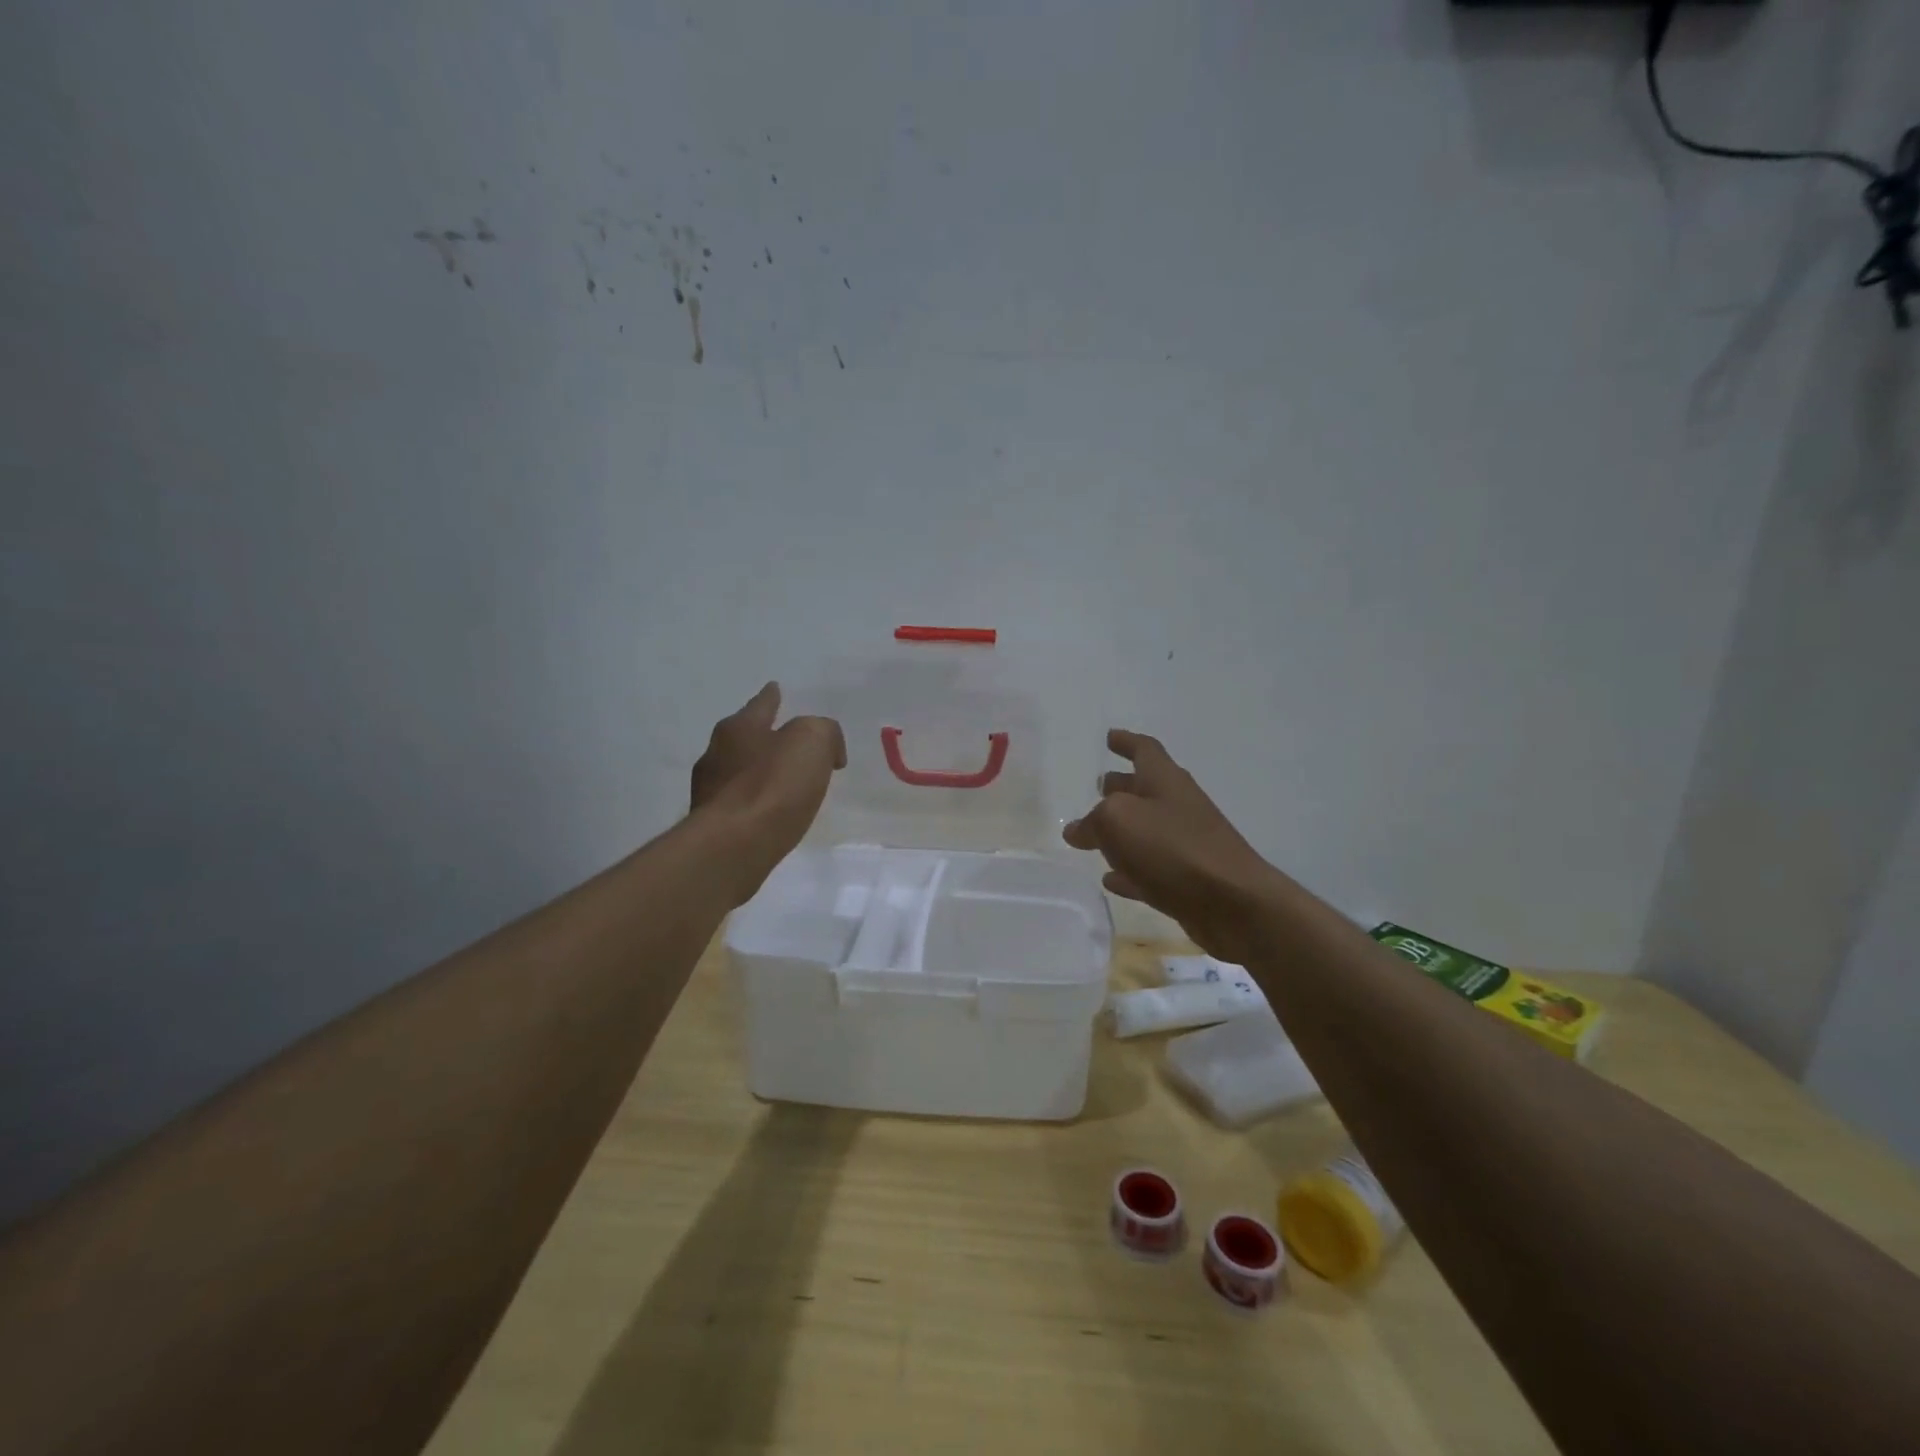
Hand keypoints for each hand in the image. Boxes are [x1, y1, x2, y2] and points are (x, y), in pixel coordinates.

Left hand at [691, 683, 846, 903]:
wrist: (732, 847)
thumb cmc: (773, 786)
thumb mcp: (813, 742)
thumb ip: (824, 733)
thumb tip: (827, 751)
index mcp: (739, 728)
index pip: (761, 704)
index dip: (772, 696)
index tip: (776, 688)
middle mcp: (717, 753)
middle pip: (743, 736)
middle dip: (763, 736)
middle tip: (786, 740)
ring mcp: (709, 791)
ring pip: (738, 771)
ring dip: (758, 772)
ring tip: (782, 781)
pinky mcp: (711, 825)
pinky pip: (739, 803)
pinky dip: (754, 802)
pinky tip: (769, 813)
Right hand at [1063, 729, 1284, 963]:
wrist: (1233, 903)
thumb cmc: (1172, 848)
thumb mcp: (1117, 821)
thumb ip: (1091, 822)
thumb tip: (1076, 830)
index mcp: (1164, 780)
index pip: (1144, 749)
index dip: (1126, 741)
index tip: (1109, 737)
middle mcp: (1177, 806)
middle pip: (1145, 789)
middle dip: (1121, 785)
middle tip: (1097, 787)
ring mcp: (1185, 844)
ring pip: (1146, 830)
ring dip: (1121, 830)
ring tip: (1092, 835)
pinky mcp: (1187, 880)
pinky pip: (1149, 869)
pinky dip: (1129, 870)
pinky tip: (1110, 879)